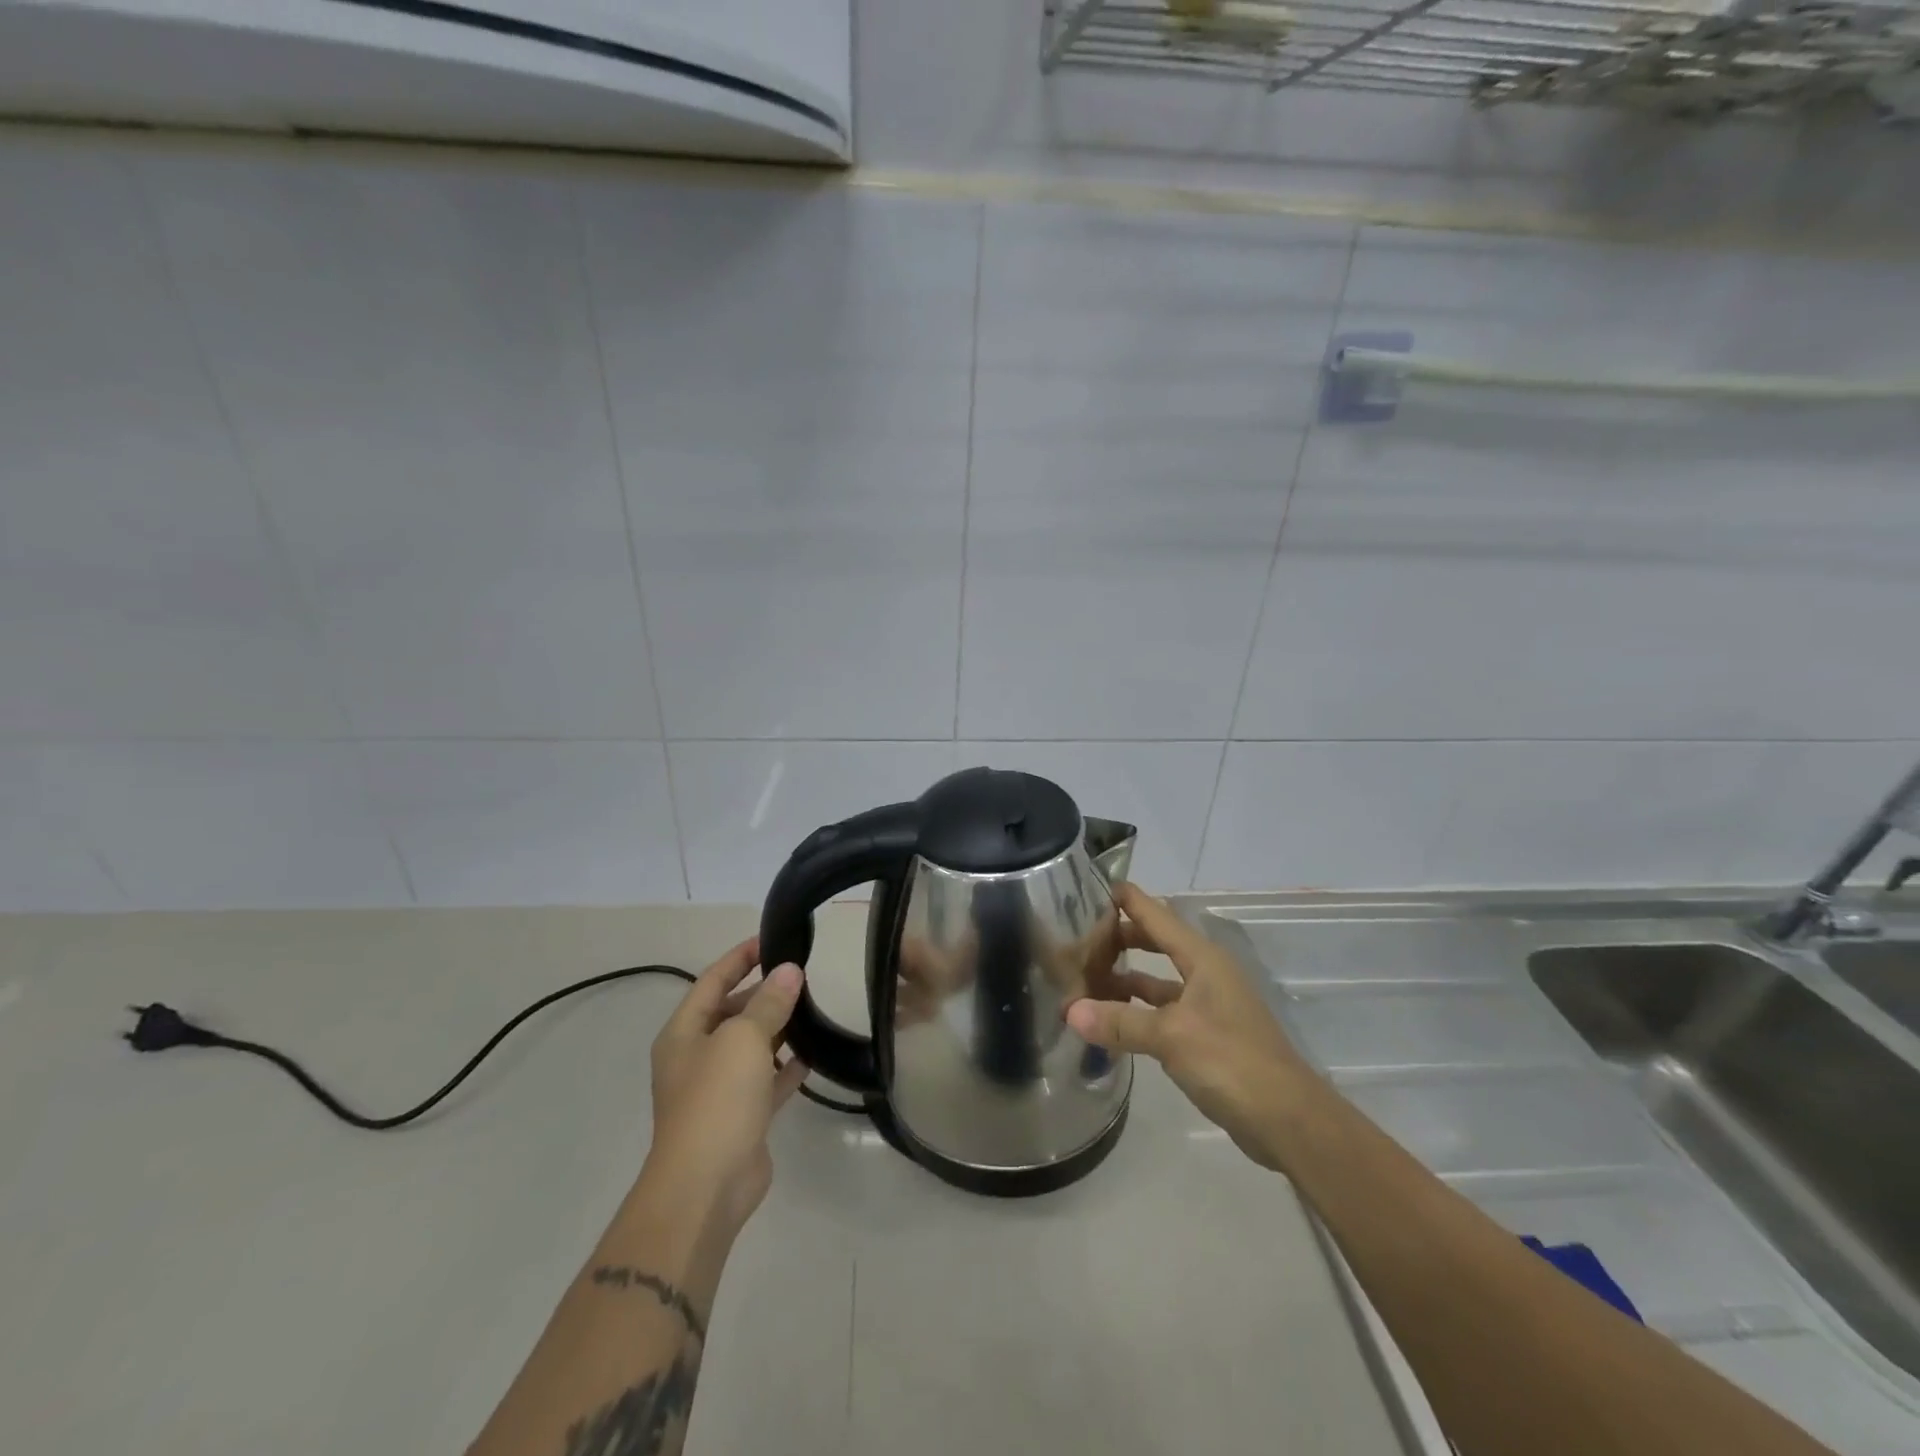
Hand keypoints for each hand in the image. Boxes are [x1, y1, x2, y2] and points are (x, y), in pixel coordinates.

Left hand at [643, 939, 809, 1231]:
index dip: (741, 957)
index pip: (713, 980)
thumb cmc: (716, 1100)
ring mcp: (718, 1089)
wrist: (706, 1187)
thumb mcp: (743, 1039)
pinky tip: (812, 1056)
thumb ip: (768, 1002)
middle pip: (732, 1012)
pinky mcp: (741, 1117)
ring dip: (777, 1028)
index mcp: (684, 1033)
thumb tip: (790, 971)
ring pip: (751, 1046)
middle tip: (802, 975)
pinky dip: (786, 1067)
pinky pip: (766, 1081)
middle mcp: (697, 1057)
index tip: (773, 938)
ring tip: (812, 1008)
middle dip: (763, 992)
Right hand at [1066, 884, 1313, 1171]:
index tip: (1092, 887)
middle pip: (1157, 943)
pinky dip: (1138, 1011)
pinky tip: (1111, 1020)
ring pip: (1158, 980)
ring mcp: (1208, 1006)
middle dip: (1121, 939)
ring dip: (1125, 979)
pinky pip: (1163, 1011)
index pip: (1157, 915)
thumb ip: (1120, 1022)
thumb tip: (1070, 1011)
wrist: (1289, 1120)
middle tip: (1079, 937)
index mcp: (1203, 959)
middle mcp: (1206, 974)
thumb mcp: (1171, 1037)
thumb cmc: (1232, 1061)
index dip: (1128, 899)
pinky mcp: (1207, 1036)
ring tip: (1085, 979)